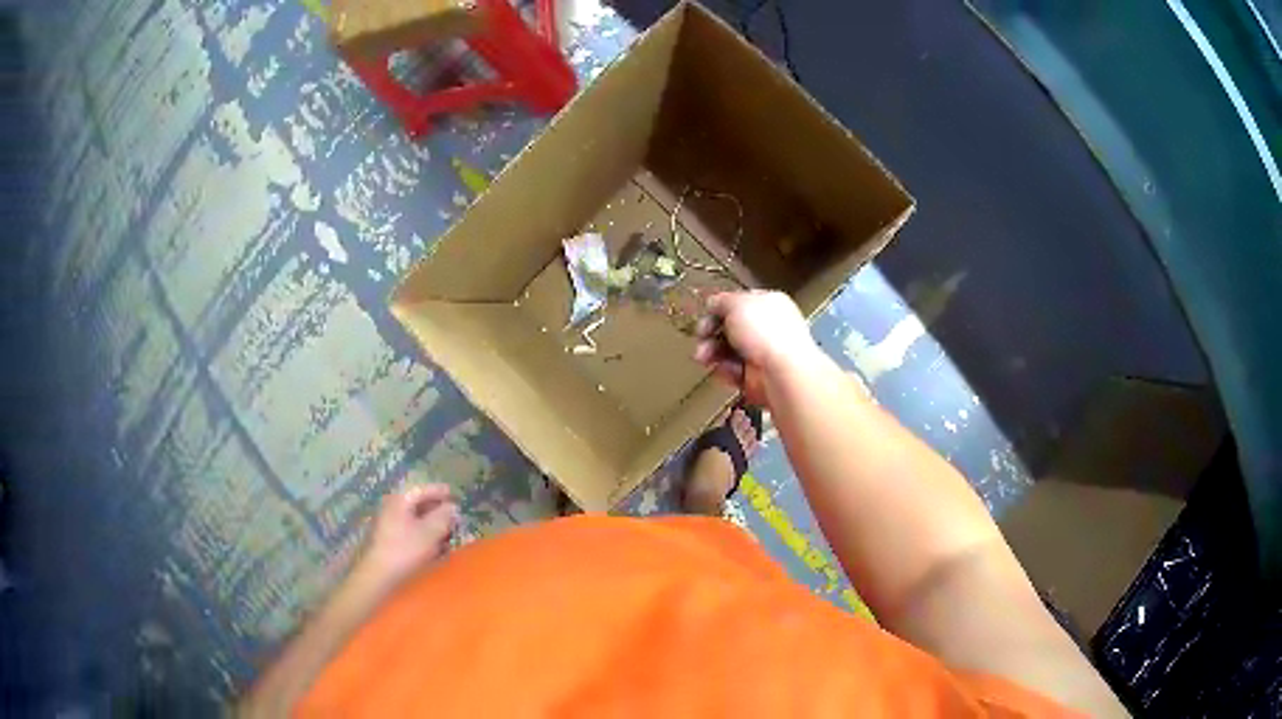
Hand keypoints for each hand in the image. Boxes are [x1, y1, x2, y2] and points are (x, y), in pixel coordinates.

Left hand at [355, 484, 459, 595]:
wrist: (378, 575)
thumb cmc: (405, 550)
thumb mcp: (430, 532)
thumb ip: (444, 517)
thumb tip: (452, 507)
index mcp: (400, 500)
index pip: (423, 489)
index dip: (441, 492)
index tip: (456, 496)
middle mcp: (391, 507)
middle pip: (418, 503)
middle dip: (437, 511)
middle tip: (454, 519)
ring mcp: (387, 523)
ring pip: (414, 519)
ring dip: (431, 525)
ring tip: (447, 536)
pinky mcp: (387, 539)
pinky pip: (409, 531)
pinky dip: (422, 535)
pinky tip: (433, 548)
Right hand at [692, 290, 820, 405]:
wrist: (783, 375)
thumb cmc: (763, 332)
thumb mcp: (737, 305)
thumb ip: (722, 301)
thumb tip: (713, 302)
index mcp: (768, 303)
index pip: (740, 302)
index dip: (720, 306)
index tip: (705, 313)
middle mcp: (767, 327)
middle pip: (731, 327)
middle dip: (711, 332)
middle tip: (700, 337)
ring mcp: (762, 353)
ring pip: (728, 350)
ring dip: (712, 352)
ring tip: (703, 358)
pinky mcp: (756, 377)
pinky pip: (734, 371)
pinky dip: (726, 371)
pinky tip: (724, 371)